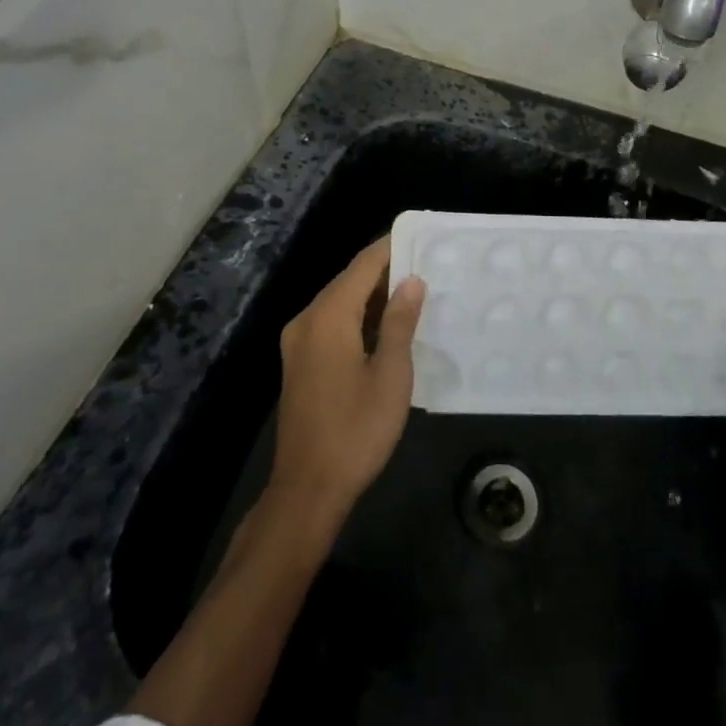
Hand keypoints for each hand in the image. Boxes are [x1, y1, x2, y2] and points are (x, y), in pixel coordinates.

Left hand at [268, 237, 424, 530]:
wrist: (307, 488)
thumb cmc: (356, 430)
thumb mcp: (390, 375)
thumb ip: (400, 322)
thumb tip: (411, 281)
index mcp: (328, 316)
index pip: (363, 265)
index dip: (391, 247)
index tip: (421, 236)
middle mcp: (307, 319)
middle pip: (349, 280)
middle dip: (385, 270)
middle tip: (427, 265)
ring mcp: (298, 342)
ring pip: (340, 302)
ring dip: (373, 295)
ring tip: (414, 291)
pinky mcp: (299, 362)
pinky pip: (332, 323)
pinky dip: (358, 317)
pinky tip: (386, 326)